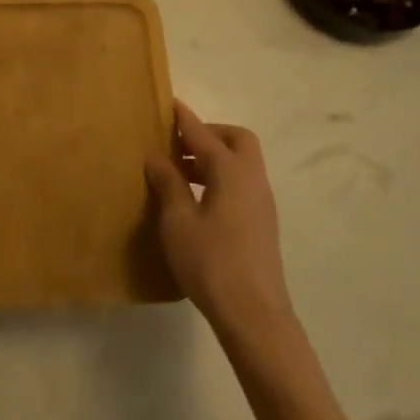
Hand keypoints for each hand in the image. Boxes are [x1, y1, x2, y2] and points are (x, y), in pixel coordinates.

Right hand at [145, 102, 290, 330]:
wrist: (254, 316)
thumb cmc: (211, 262)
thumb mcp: (178, 221)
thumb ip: (168, 183)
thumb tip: (157, 156)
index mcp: (231, 172)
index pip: (203, 134)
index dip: (184, 119)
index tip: (169, 103)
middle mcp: (252, 180)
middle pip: (236, 140)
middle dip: (209, 134)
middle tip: (178, 145)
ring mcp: (261, 203)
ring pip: (241, 163)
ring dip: (213, 158)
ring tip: (180, 172)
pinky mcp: (262, 224)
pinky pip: (241, 183)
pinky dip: (220, 178)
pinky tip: (197, 200)